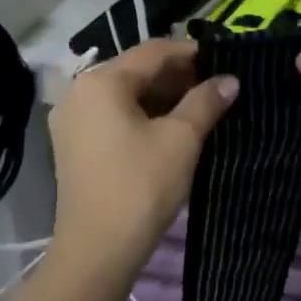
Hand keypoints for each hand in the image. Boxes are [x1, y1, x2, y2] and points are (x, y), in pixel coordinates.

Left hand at [49, 38, 238, 269]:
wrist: (97, 249)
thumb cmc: (141, 185)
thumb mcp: (181, 139)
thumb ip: (206, 101)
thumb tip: (230, 80)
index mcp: (101, 81)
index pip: (153, 51)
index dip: (191, 53)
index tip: (223, 62)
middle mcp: (79, 91)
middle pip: (135, 70)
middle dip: (177, 76)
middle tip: (214, 88)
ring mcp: (71, 119)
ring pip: (124, 94)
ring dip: (161, 96)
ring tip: (198, 108)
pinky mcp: (72, 144)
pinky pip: (112, 115)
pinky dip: (141, 114)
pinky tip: (169, 128)